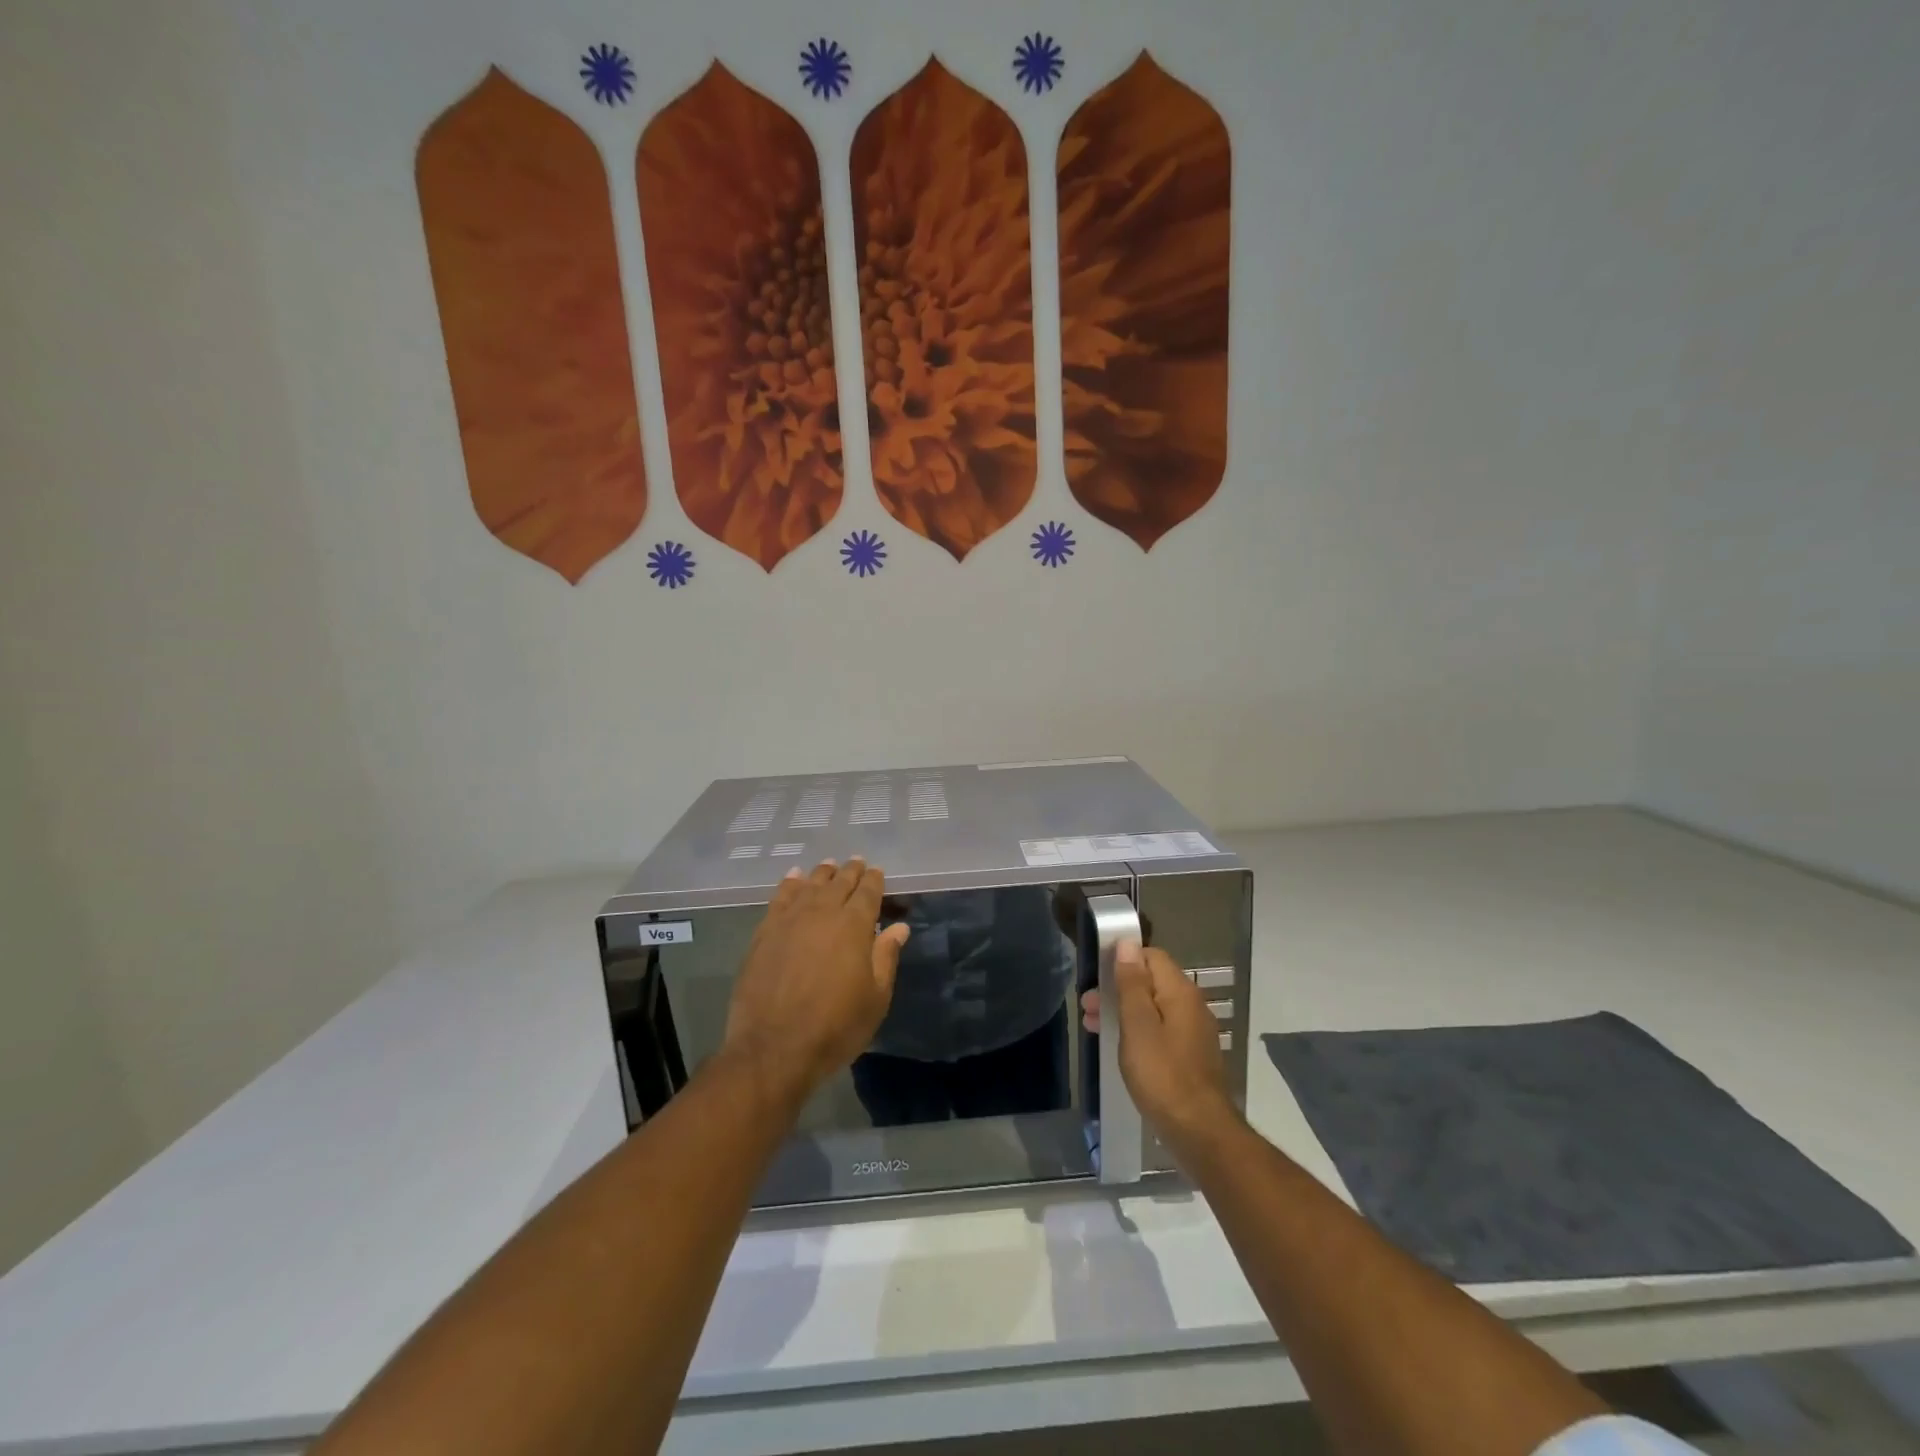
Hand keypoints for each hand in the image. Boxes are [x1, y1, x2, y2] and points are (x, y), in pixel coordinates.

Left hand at [723, 858, 909, 1109]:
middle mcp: (822, 913)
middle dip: (850, 872)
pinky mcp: (764, 932)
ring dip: (821, 873)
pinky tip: (793, 878)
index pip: (868, 892)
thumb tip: (899, 927)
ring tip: (829, 866)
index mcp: (854, 926)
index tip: (877, 872)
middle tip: (856, 862)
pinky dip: (789, 884)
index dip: (874, 880)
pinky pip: (780, 898)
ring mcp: (790, 920)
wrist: (773, 1048)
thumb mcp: (875, 998)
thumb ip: (885, 957)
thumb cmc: (835, 1027)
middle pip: (839, 883)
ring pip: (809, 885)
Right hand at [1080, 941, 1234, 1149]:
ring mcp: (1193, 1032)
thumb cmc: (1162, 1074)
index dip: (1123, 960)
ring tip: (1093, 1026)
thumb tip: (1127, 944)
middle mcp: (1191, 1006)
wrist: (1200, 1132)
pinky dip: (1137, 1031)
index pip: (1151, 956)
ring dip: (1123, 1011)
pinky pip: (1159, 1030)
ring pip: (1153, 1008)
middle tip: (1087, 1006)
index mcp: (1180, 992)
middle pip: (1151, 982)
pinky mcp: (1190, 1056)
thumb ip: (1132, 984)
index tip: (1096, 976)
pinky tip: (1118, 1046)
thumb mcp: (1138, 1025)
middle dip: (1117, 988)